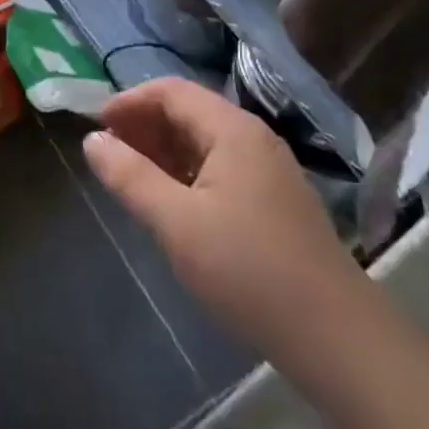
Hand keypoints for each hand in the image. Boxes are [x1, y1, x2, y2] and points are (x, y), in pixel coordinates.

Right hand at [83, 79, 365, 379]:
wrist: (336, 337)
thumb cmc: (248, 270)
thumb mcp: (176, 223)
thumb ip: (130, 176)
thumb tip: (92, 139)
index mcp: (232, 129)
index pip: (171, 91)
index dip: (129, 102)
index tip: (95, 127)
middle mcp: (252, 138)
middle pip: (188, 112)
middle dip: (143, 126)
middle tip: (108, 155)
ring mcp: (267, 170)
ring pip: (204, 142)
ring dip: (163, 151)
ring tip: (130, 178)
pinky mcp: (273, 201)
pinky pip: (219, 168)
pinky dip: (186, 173)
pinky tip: (170, 203)